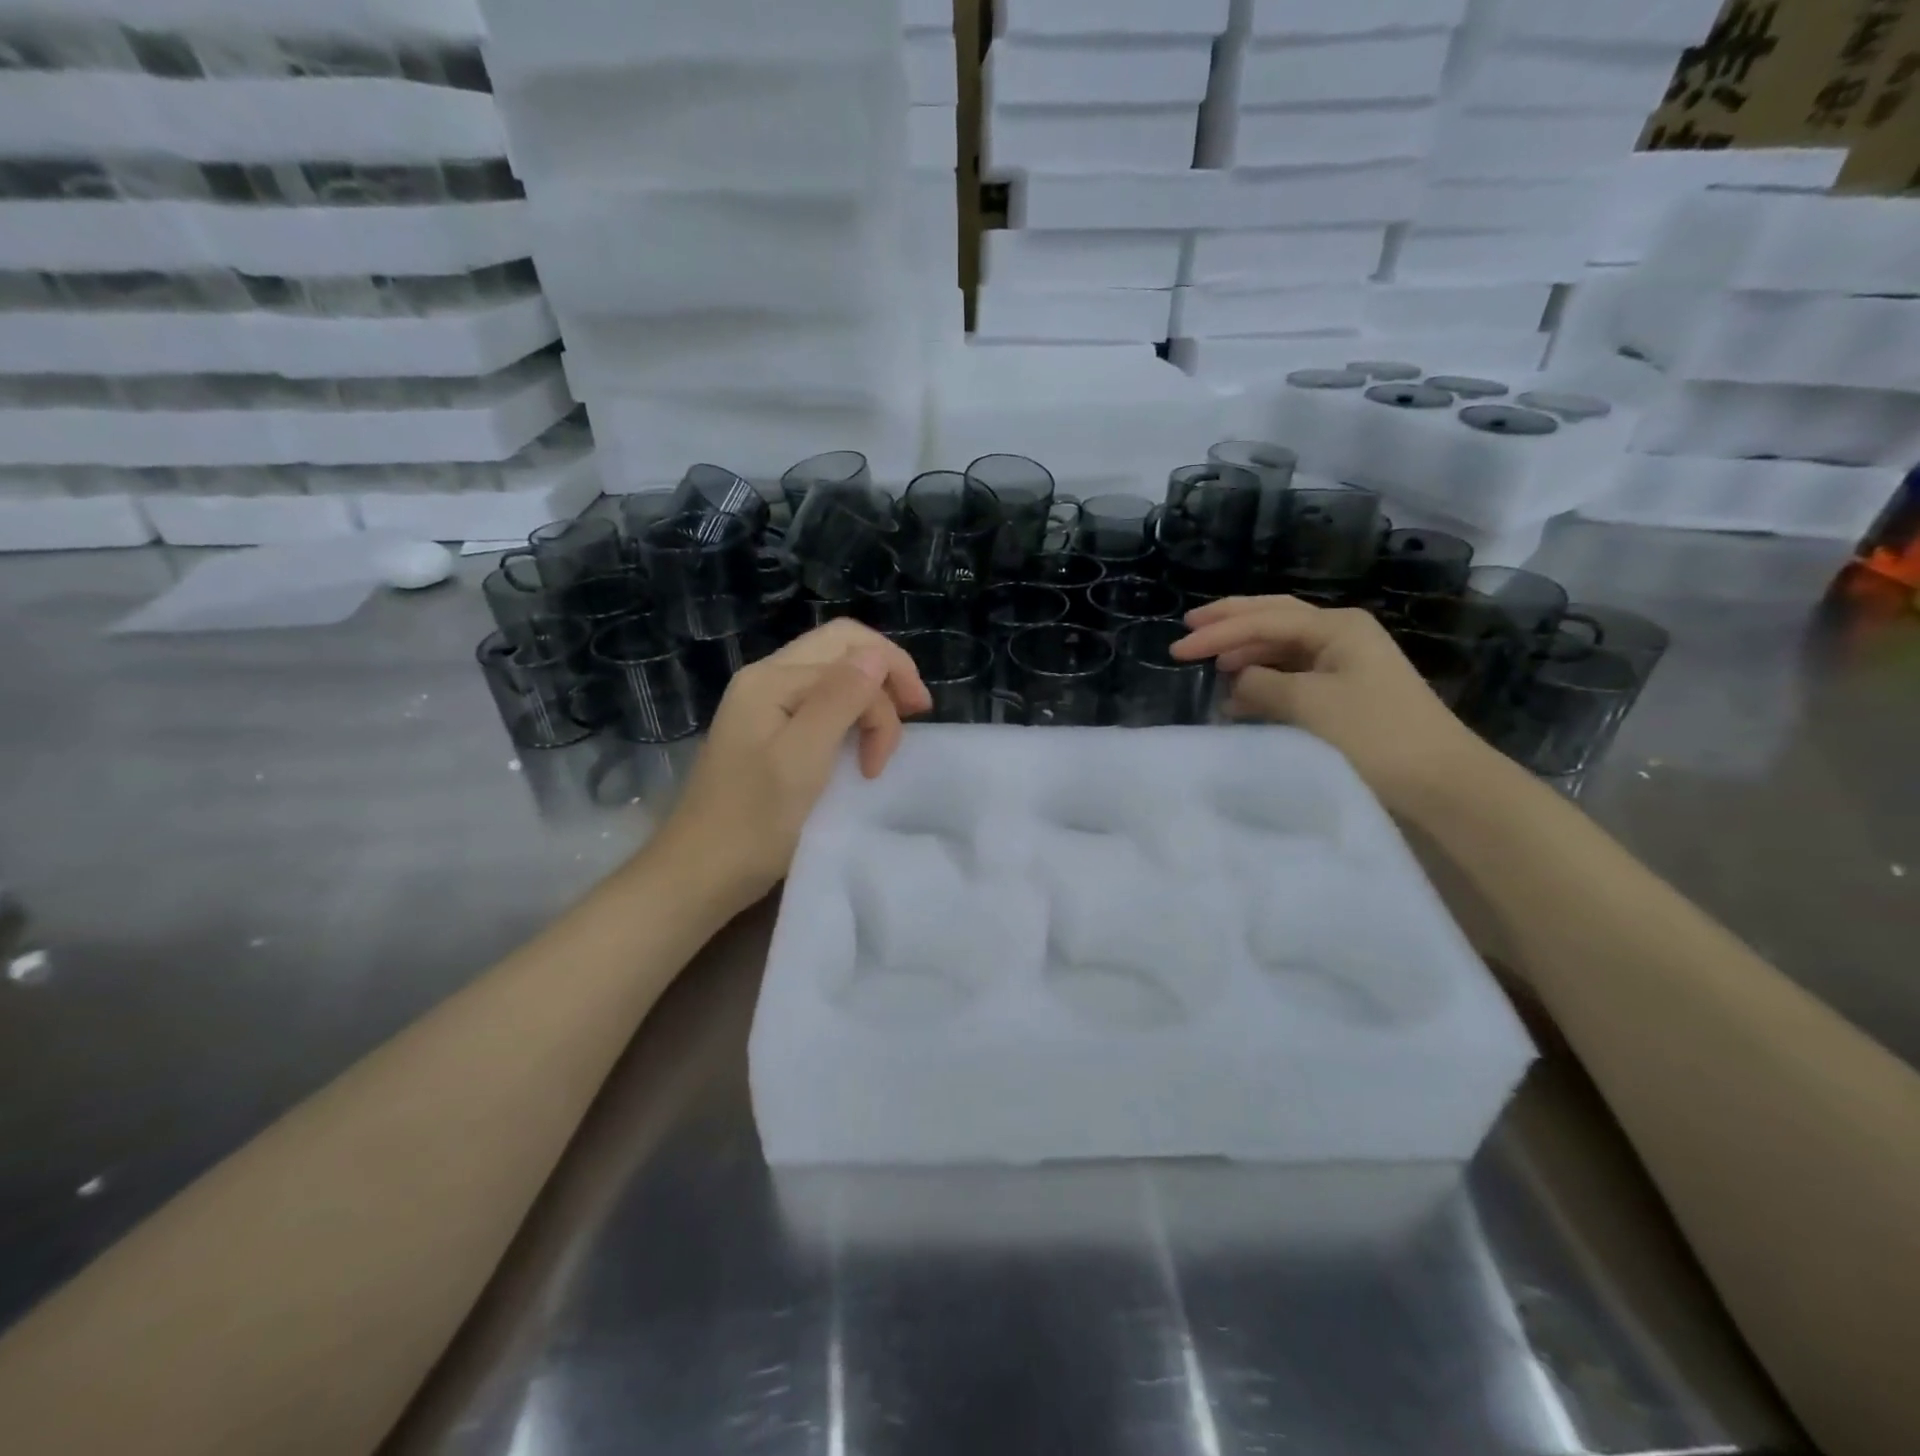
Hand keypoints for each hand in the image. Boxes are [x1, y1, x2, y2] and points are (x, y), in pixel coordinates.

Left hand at [652, 621, 933, 909]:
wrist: (699, 873)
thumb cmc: (753, 822)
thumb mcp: (802, 758)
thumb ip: (840, 700)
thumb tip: (877, 656)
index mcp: (772, 679)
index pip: (850, 654)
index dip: (887, 688)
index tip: (908, 736)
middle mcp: (766, 679)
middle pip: (840, 648)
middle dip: (885, 675)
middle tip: (916, 714)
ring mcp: (763, 704)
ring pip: (832, 674)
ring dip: (869, 697)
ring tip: (884, 741)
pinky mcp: (767, 731)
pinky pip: (820, 701)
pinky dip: (850, 714)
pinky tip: (859, 742)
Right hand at [1173, 596, 1494, 814]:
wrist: (1440, 783)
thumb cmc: (1373, 735)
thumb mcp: (1308, 705)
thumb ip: (1261, 685)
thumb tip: (1236, 682)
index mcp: (1336, 627)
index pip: (1263, 620)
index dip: (1217, 634)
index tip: (1177, 651)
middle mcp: (1341, 635)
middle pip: (1274, 618)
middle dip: (1230, 623)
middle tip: (1189, 629)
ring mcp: (1346, 663)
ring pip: (1282, 647)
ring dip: (1246, 652)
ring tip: (1210, 665)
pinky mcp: (1346, 693)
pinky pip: (1292, 674)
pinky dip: (1263, 679)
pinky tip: (1242, 695)